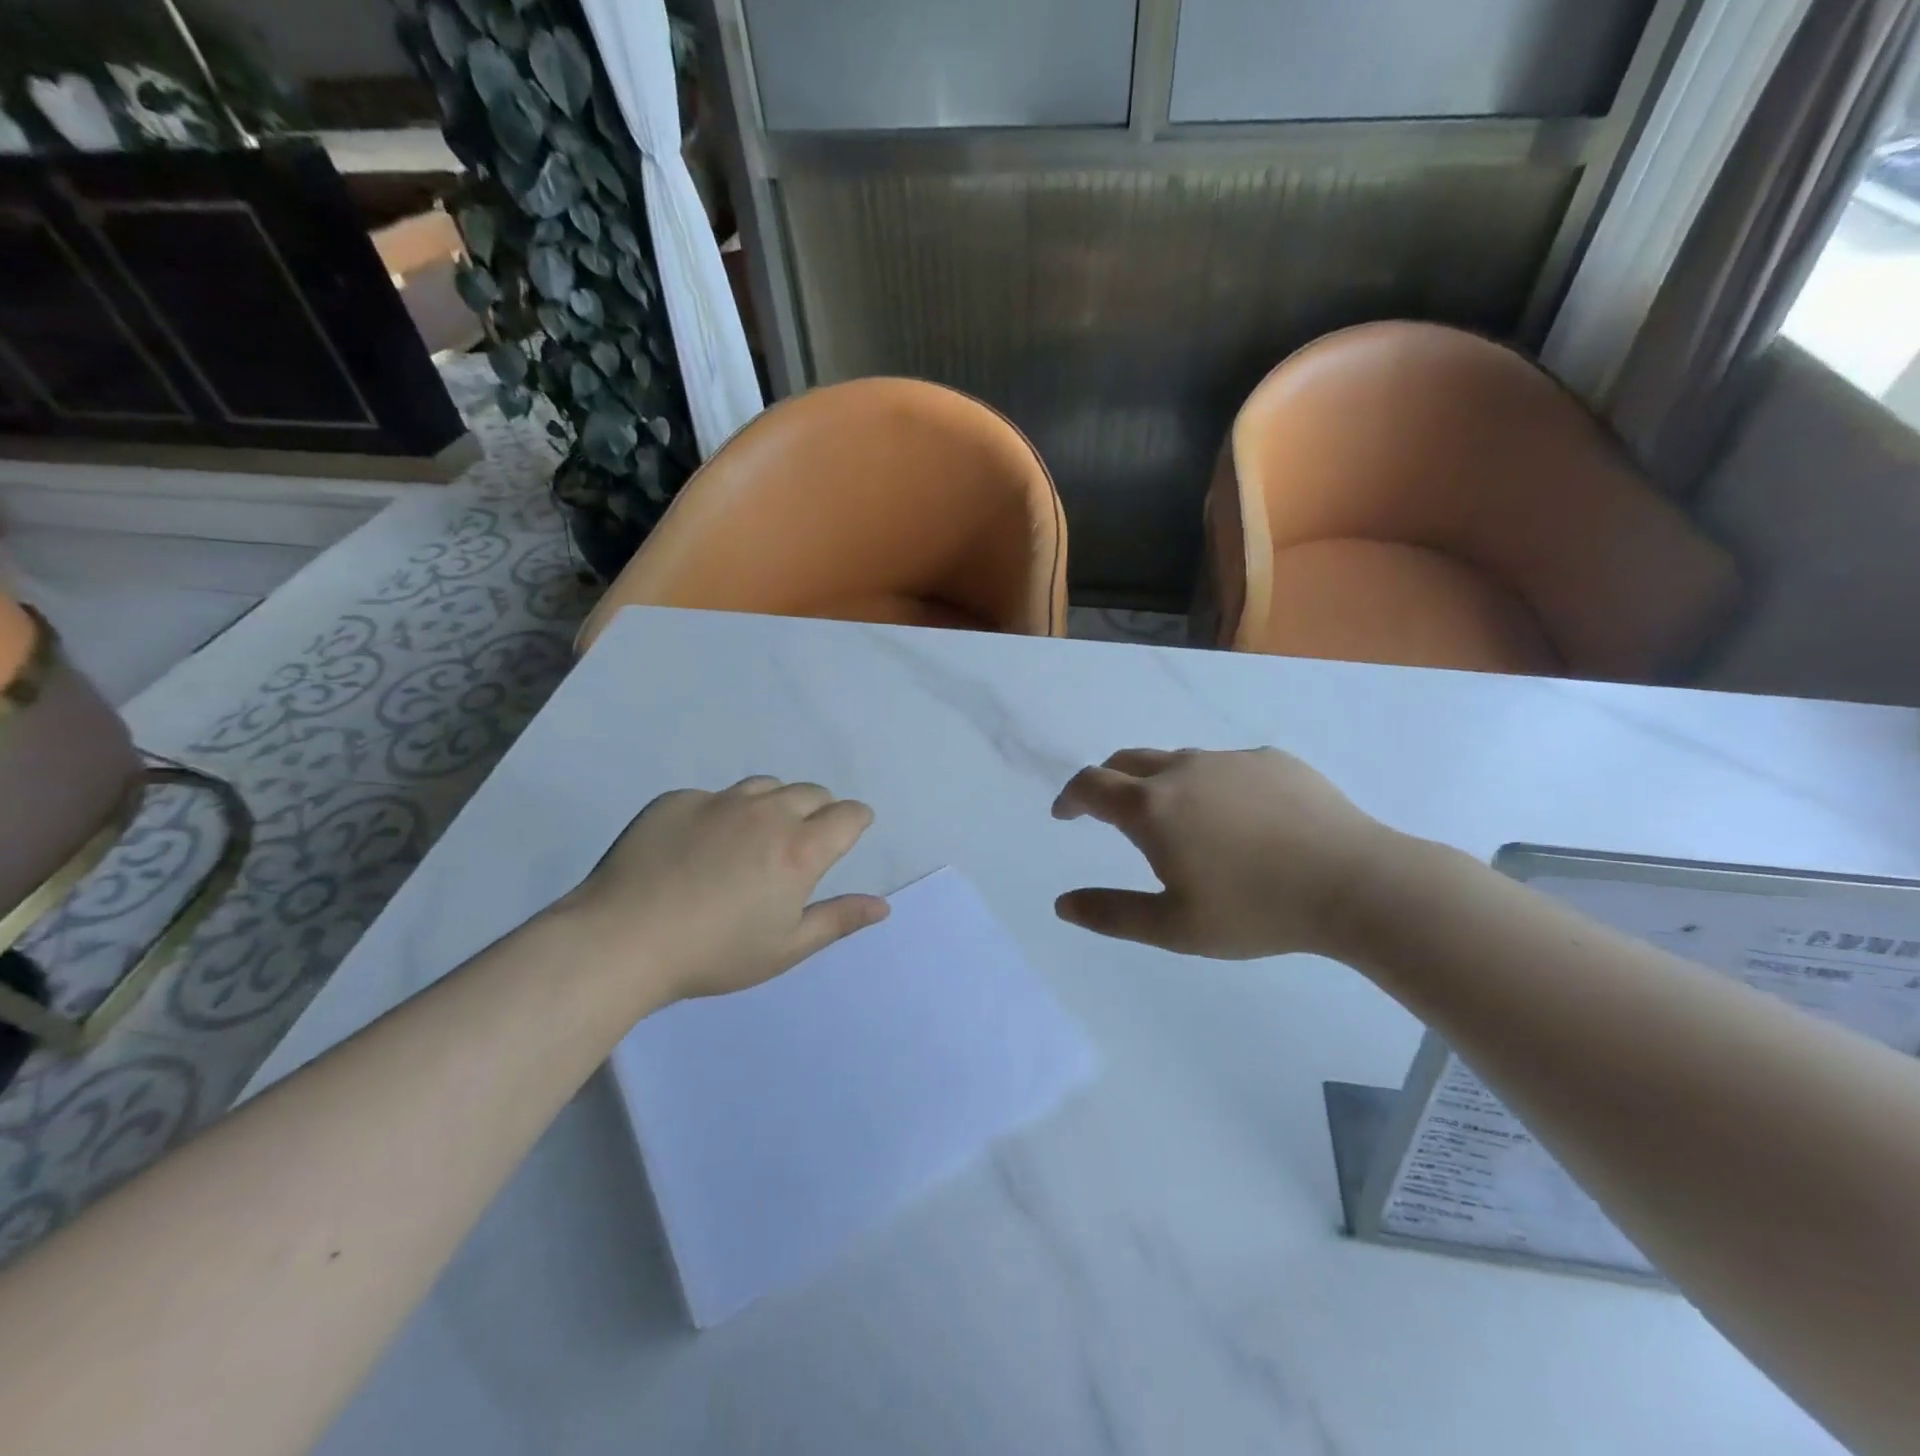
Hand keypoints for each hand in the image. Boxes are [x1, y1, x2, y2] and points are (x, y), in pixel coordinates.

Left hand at [560, 777, 887, 1002]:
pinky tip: (700, 847)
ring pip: (765, 786)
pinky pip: (715, 796)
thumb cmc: (715, 954)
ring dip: (774, 804)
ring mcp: (719, 801)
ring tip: (755, 838)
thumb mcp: (785, 947)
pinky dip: (723, 813)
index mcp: (800, 849)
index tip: (849, 832)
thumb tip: (882, 906)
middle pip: (811, 792)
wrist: (623, 940)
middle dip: (819, 810)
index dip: (856, 820)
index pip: (848, 814)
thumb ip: (838, 920)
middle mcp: (766, 813)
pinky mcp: (677, 800)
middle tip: (800, 844)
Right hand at [1052, 748, 1397, 957]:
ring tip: (1180, 822)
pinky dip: (1212, 785)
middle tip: (1109, 812)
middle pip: (1127, 761)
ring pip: (1179, 761)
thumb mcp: (1174, 928)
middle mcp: (1184, 770)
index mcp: (1152, 807)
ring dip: (1161, 784)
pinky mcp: (1273, 760)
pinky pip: (1226, 766)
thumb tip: (1062, 905)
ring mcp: (1231, 760)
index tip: (1065, 814)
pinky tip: (1241, 820)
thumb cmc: (1256, 911)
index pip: (1091, 785)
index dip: (1071, 797)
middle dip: (1107, 782)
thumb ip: (1111, 913)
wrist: (1356, 884)